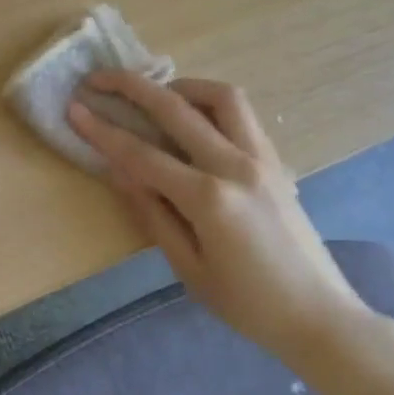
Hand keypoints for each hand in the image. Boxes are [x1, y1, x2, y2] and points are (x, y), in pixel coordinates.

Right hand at [67, 72, 372, 368]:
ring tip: (154, 94)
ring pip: (220, 96)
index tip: (74, 108)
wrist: (319, 315)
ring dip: (180, 86)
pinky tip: (193, 118)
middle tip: (99, 78)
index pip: (142, 154)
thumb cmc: (247, 303)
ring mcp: (261, 158)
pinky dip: (210, 103)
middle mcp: (235, 166)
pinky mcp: (276, 160)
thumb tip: (118, 169)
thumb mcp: (188, 268)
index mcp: (208, 199)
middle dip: (132, 87)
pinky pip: (241, 114)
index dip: (102, 130)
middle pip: (175, 109)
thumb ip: (151, 213)